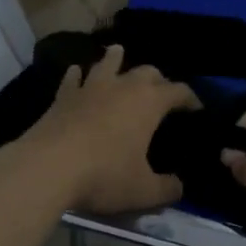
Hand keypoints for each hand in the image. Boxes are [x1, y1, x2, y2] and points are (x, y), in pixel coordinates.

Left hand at [8, 45, 196, 214]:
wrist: (48, 167)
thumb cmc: (104, 175)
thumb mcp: (143, 191)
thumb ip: (166, 189)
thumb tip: (179, 187)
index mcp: (149, 102)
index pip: (178, 91)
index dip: (191, 98)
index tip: (197, 108)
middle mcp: (123, 86)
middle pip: (147, 71)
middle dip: (158, 78)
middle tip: (160, 90)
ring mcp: (91, 87)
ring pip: (108, 63)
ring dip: (116, 59)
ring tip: (118, 53)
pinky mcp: (63, 96)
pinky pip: (73, 78)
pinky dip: (78, 75)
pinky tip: (76, 73)